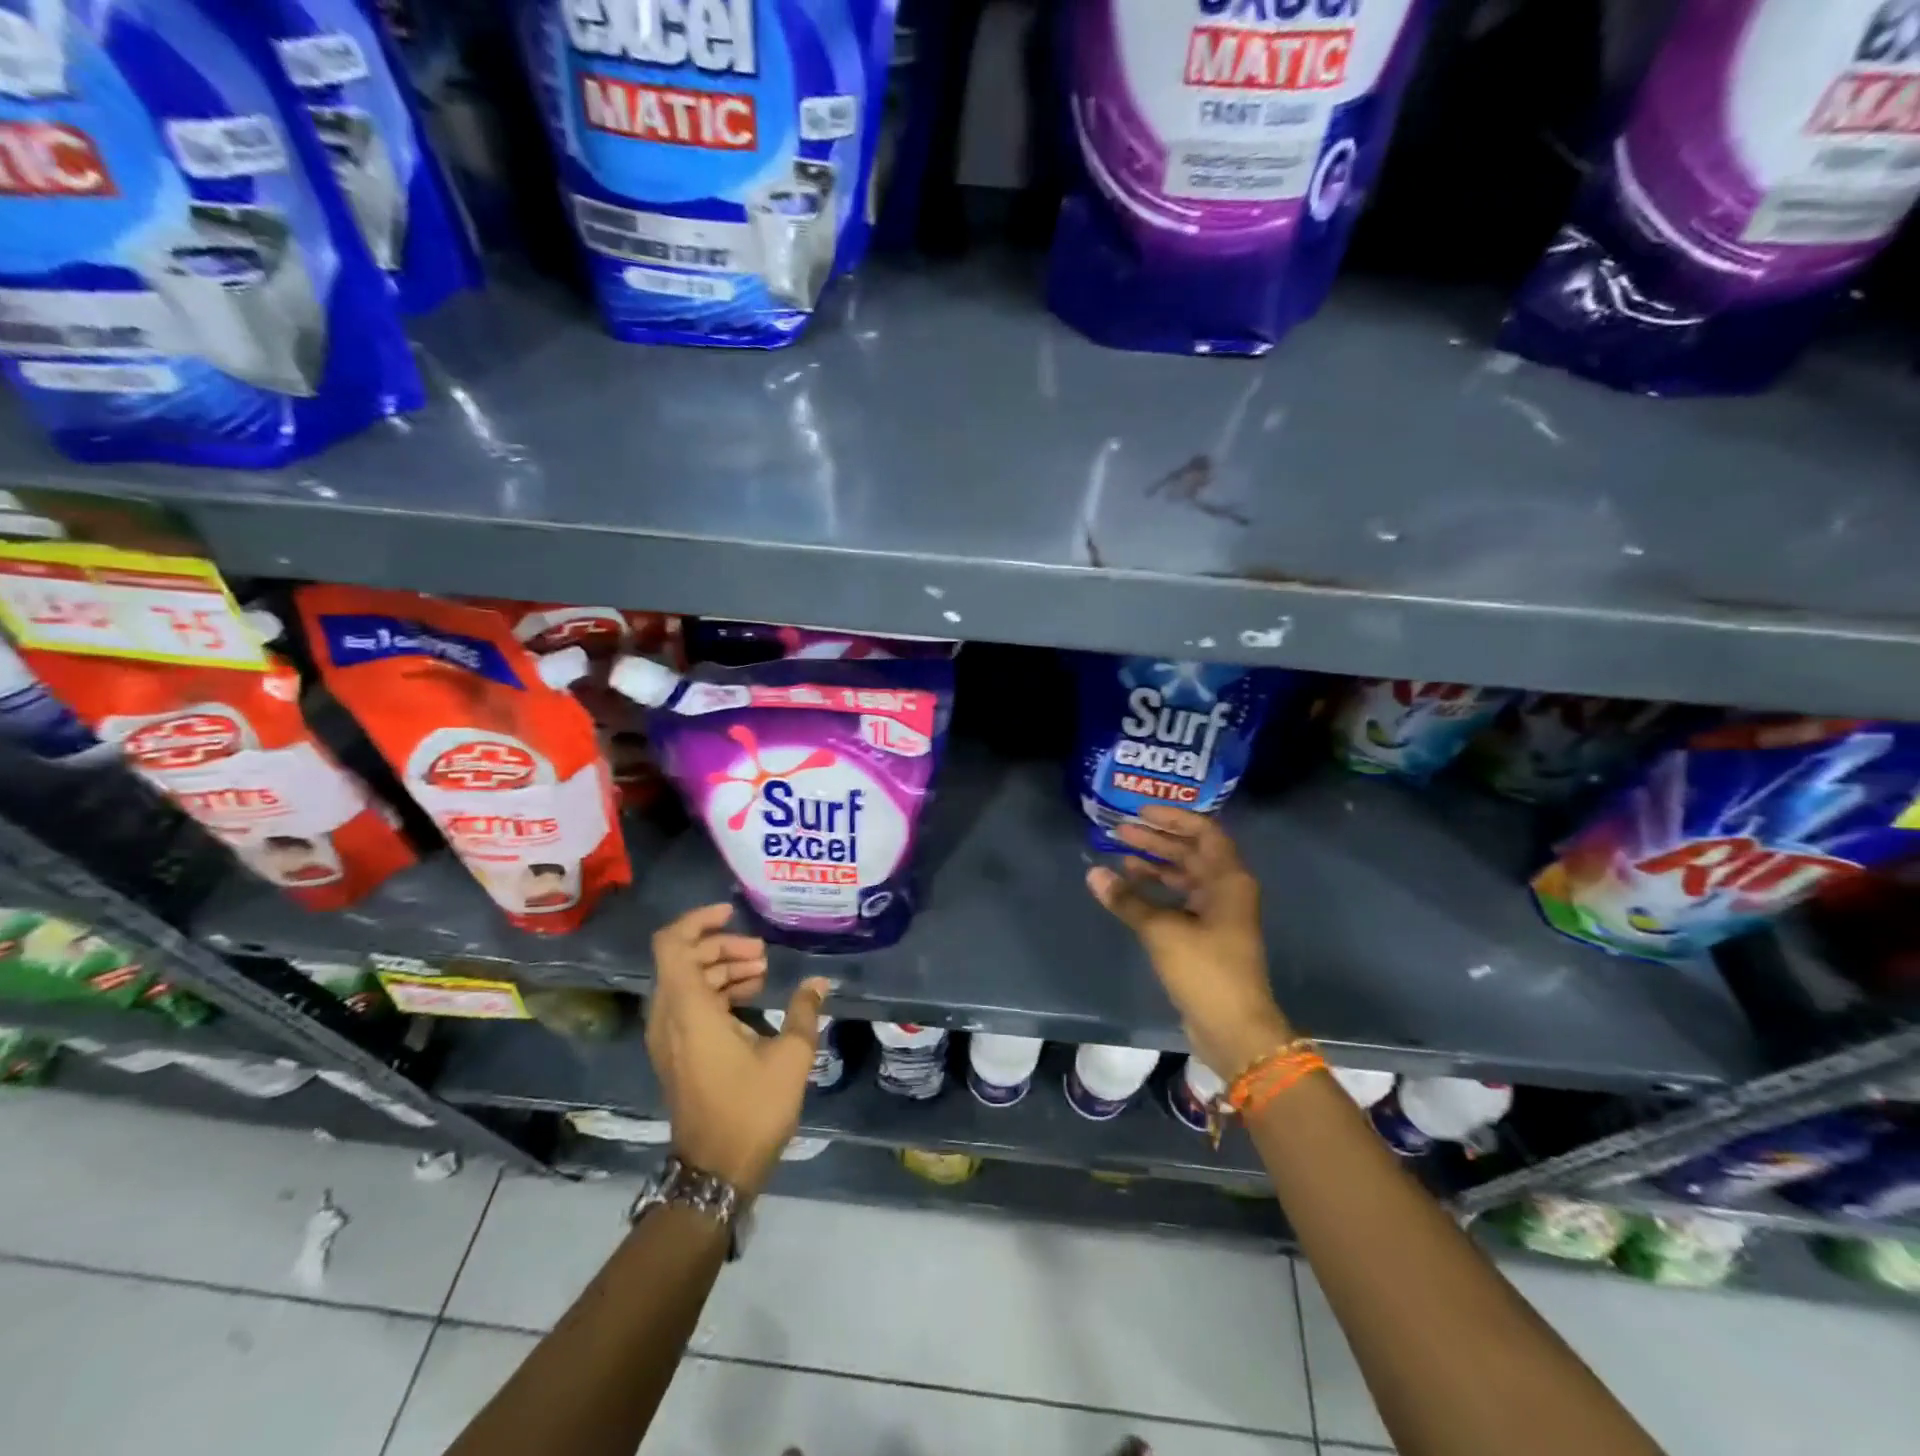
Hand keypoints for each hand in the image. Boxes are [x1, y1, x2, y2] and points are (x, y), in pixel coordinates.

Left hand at [646, 904, 830, 1194]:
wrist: (715, 1171)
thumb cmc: (751, 1109)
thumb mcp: (790, 1057)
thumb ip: (804, 1011)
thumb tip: (819, 982)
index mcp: (689, 1010)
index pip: (673, 944)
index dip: (698, 920)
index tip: (733, 915)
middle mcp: (668, 1017)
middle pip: (683, 958)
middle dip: (722, 947)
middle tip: (762, 954)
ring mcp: (668, 1037)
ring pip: (686, 981)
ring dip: (721, 969)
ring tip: (762, 973)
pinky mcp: (675, 1053)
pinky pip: (688, 1004)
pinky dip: (715, 991)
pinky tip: (751, 999)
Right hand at [1086, 806, 1291, 1078]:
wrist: (1235, 1029)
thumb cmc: (1205, 970)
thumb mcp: (1162, 931)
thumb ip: (1128, 899)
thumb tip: (1094, 873)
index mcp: (1228, 880)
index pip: (1204, 832)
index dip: (1173, 818)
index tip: (1140, 812)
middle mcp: (1227, 890)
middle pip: (1192, 852)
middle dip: (1157, 840)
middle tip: (1120, 831)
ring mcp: (1218, 914)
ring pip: (1185, 876)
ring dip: (1155, 864)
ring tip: (1120, 856)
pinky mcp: (1207, 936)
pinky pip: (1181, 899)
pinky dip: (1158, 890)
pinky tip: (1131, 888)